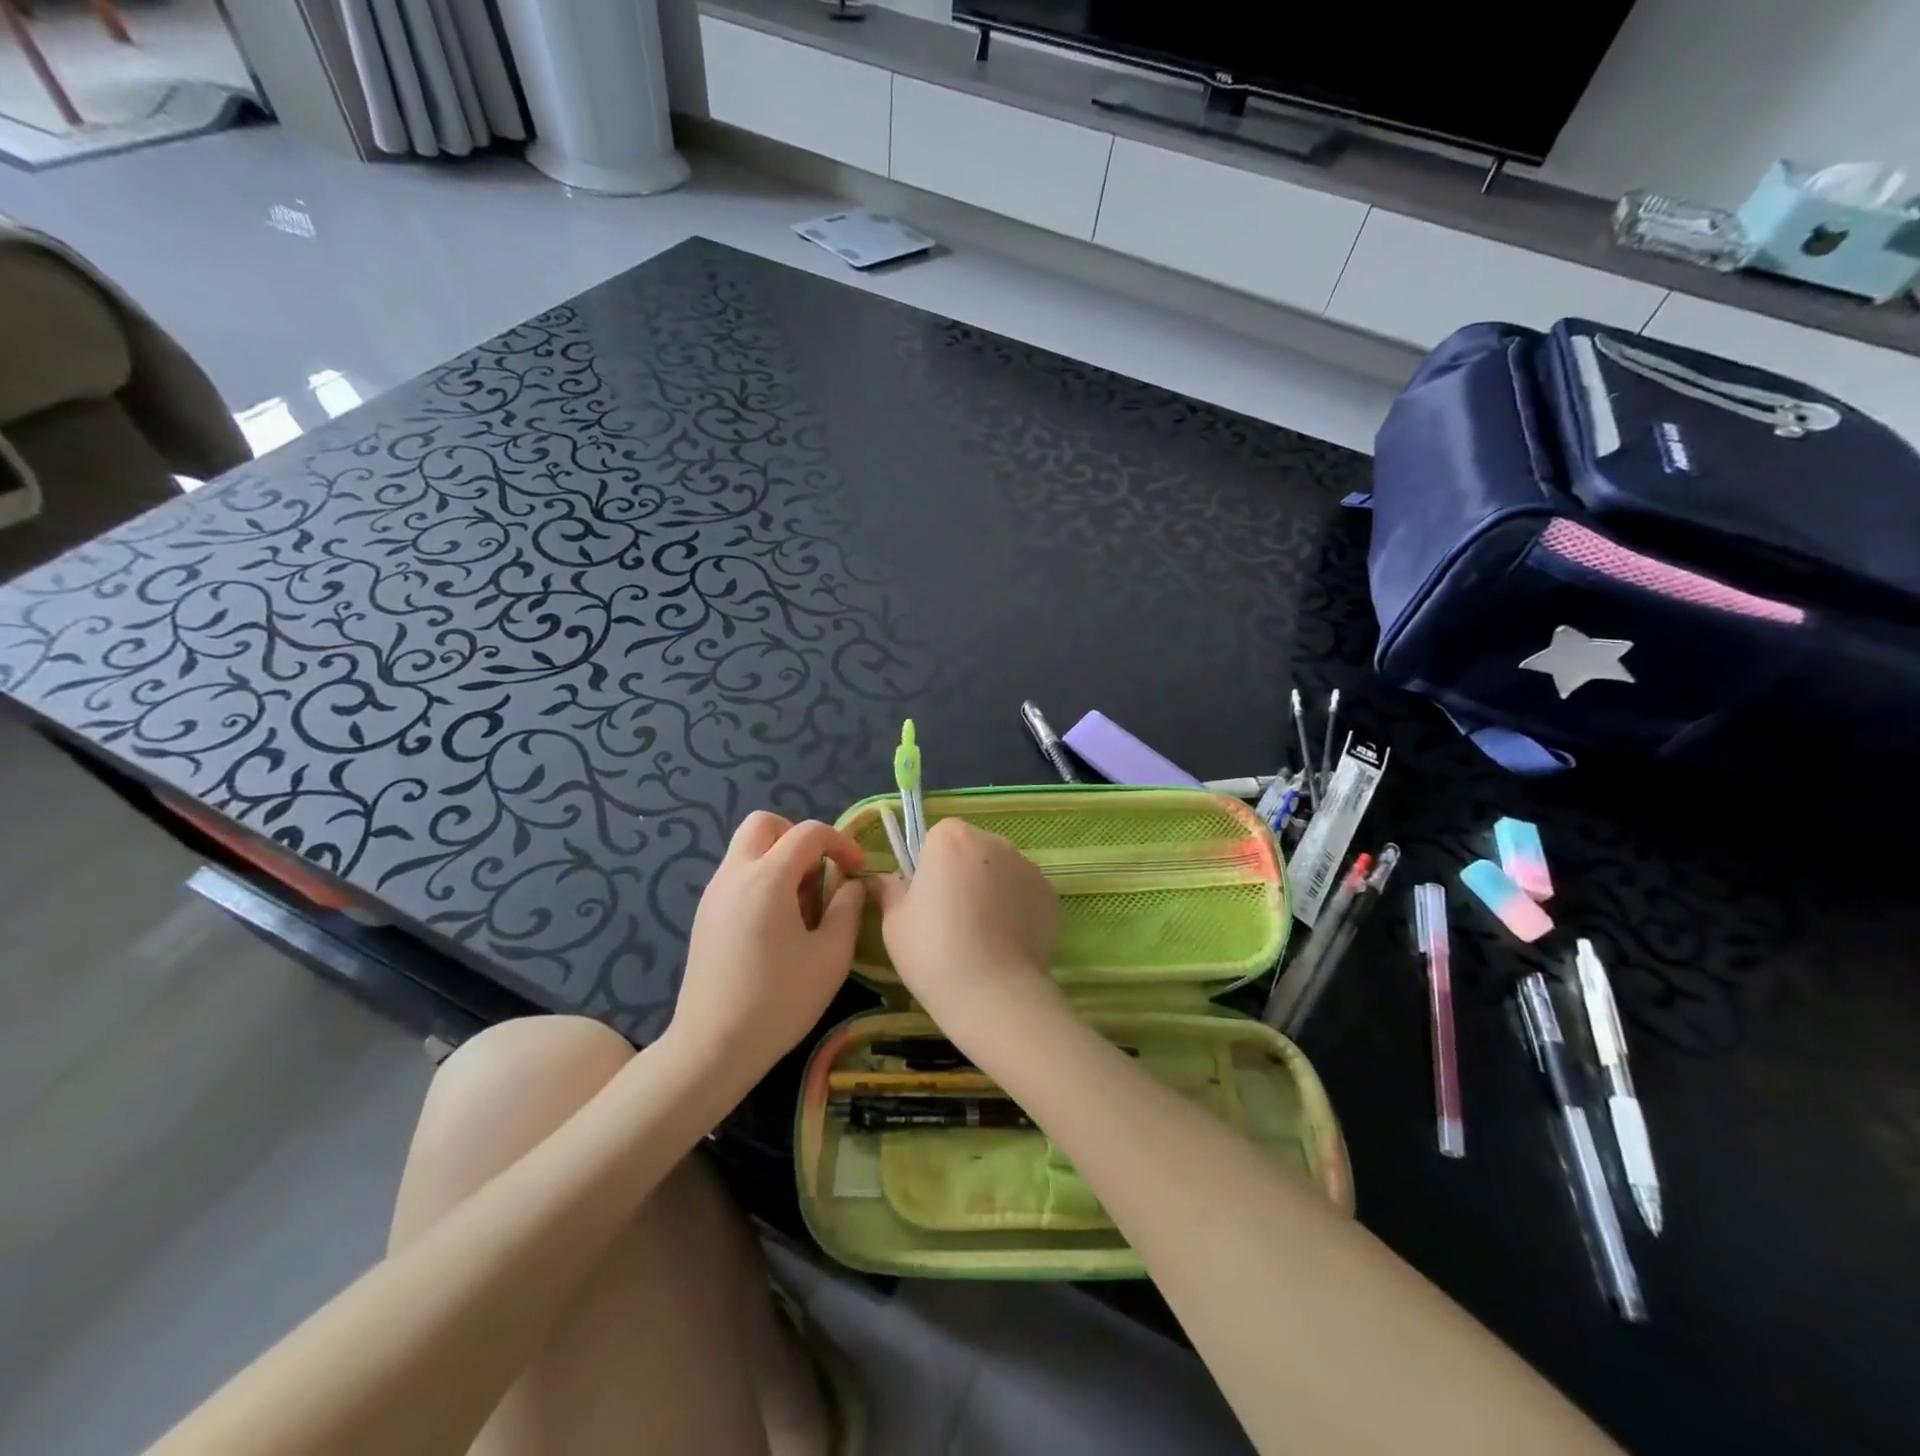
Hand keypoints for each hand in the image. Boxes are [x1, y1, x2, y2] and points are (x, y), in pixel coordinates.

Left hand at [668, 812, 866, 1081]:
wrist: (712, 1047)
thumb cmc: (779, 1001)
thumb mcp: (831, 956)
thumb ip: (847, 909)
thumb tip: (852, 885)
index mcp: (767, 878)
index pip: (808, 832)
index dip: (840, 842)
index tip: (858, 870)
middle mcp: (734, 875)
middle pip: (764, 824)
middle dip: (798, 837)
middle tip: (820, 872)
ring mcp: (714, 894)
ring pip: (747, 849)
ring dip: (779, 859)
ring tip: (802, 905)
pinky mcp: (704, 916)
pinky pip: (737, 875)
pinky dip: (762, 880)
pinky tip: (777, 924)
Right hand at [870, 818, 1063, 1052]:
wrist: (994, 994)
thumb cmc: (933, 951)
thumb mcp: (895, 922)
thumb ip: (890, 890)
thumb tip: (884, 880)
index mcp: (952, 838)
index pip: (938, 837)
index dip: (930, 865)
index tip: (927, 897)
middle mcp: (994, 842)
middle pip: (972, 849)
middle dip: (963, 873)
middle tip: (952, 918)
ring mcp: (1028, 867)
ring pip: (1001, 871)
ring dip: (991, 890)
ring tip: (981, 935)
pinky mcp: (1050, 896)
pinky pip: (1024, 895)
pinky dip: (1015, 910)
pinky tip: (1005, 944)